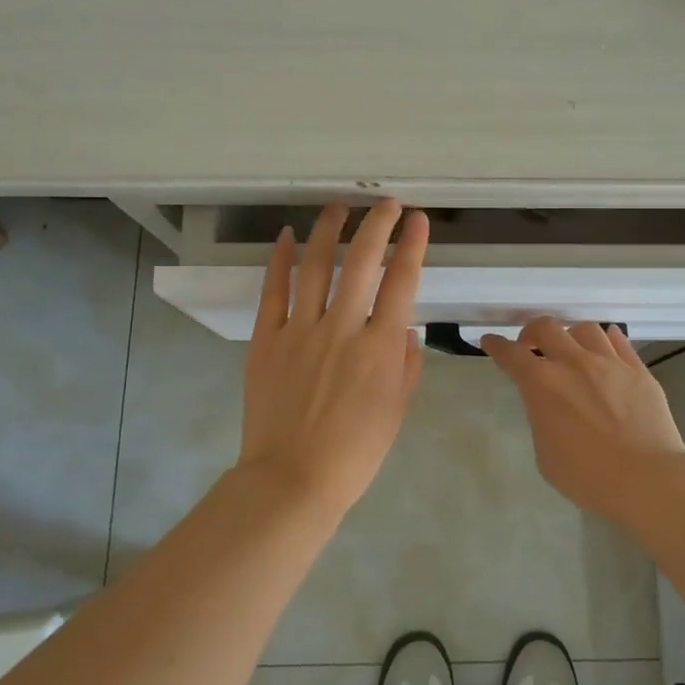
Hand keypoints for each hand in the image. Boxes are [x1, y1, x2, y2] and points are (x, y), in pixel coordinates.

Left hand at [237, 200, 429, 513]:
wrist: (293, 480)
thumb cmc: (354, 453)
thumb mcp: (396, 412)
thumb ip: (406, 366)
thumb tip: (406, 329)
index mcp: (380, 348)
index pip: (402, 282)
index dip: (412, 245)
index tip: (417, 220)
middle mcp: (342, 328)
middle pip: (361, 262)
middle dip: (377, 225)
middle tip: (385, 203)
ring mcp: (300, 331)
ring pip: (315, 266)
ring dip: (328, 230)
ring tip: (338, 206)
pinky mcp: (267, 340)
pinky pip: (273, 292)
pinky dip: (279, 261)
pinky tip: (286, 236)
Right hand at [481, 318, 684, 521]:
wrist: (647, 479)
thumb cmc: (588, 477)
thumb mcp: (546, 454)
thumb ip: (542, 418)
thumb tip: (550, 405)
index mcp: (542, 385)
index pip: (511, 355)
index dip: (496, 346)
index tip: (490, 342)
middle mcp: (574, 363)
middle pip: (546, 328)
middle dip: (531, 332)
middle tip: (531, 346)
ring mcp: (609, 363)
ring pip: (585, 329)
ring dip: (570, 336)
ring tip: (571, 350)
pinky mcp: (638, 370)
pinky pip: (619, 341)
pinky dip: (606, 340)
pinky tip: (604, 347)